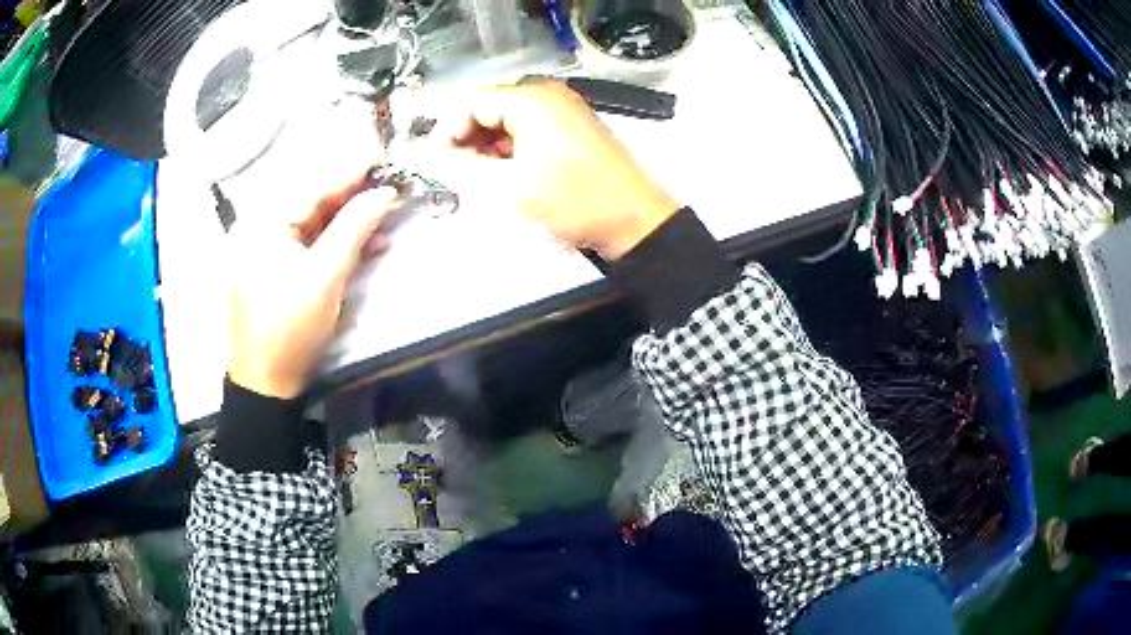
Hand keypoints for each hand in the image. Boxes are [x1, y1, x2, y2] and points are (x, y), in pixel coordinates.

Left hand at [226, 174, 396, 398]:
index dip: (352, 174)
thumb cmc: (290, 327)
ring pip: (314, 227)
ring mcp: (267, 252)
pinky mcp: (275, 272)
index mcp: (264, 224)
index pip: (314, 188)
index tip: (385, 161)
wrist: (266, 385)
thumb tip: (384, 192)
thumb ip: (354, 228)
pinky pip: (309, 248)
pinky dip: (336, 246)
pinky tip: (366, 245)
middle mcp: (261, 230)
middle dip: (354, 200)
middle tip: (391, 190)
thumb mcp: (325, 276)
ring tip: (387, 219)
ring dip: (350, 225)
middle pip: (313, 205)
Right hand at [438, 80, 678, 259]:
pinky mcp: (572, 128)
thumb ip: (461, 168)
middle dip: (467, 141)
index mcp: (531, 99)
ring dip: (488, 148)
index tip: (436, 163)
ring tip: (483, 180)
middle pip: (488, 109)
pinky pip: (528, 130)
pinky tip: (509, 176)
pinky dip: (511, 150)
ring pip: (507, 121)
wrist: (635, 220)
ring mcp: (563, 110)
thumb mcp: (509, 188)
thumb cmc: (574, 201)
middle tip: (458, 175)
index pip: (470, 103)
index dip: (447, 132)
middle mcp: (547, 95)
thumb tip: (432, 156)